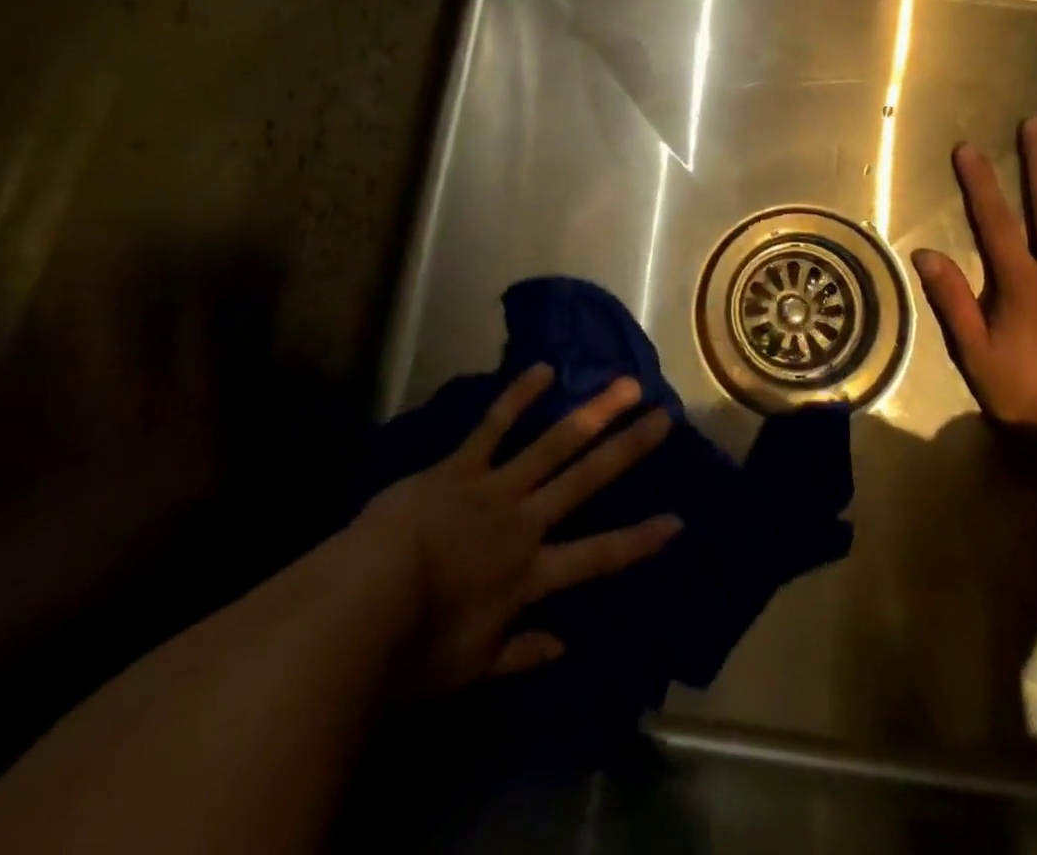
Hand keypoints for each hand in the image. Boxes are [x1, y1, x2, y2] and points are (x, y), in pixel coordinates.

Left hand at [354, 365, 679, 693]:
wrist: (359, 604)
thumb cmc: (412, 648)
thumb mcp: (470, 667)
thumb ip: (520, 653)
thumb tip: (564, 646)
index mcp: (530, 574)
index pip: (598, 556)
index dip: (640, 540)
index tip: (677, 519)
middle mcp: (525, 521)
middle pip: (587, 480)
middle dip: (629, 449)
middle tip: (664, 417)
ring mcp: (495, 486)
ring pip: (555, 443)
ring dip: (594, 412)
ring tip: (626, 385)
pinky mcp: (461, 465)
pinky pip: (494, 425)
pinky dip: (519, 396)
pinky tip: (545, 369)